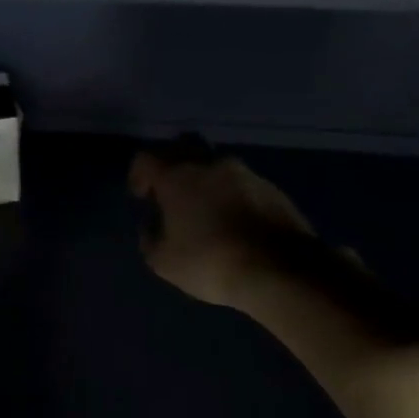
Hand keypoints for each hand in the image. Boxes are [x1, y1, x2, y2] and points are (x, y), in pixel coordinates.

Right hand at [128, 148, 317, 313]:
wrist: (280, 271)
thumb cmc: (210, 263)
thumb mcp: (163, 261)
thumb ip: (150, 238)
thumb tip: (153, 225)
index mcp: (177, 176)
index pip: (146, 159)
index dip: (138, 175)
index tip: (141, 197)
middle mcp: (210, 164)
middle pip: (183, 146)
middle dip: (171, 165)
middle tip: (170, 192)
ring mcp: (246, 173)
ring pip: (215, 164)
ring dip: (204, 179)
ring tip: (204, 209)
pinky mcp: (273, 189)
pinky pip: (241, 182)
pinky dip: (230, 194)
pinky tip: (232, 220)